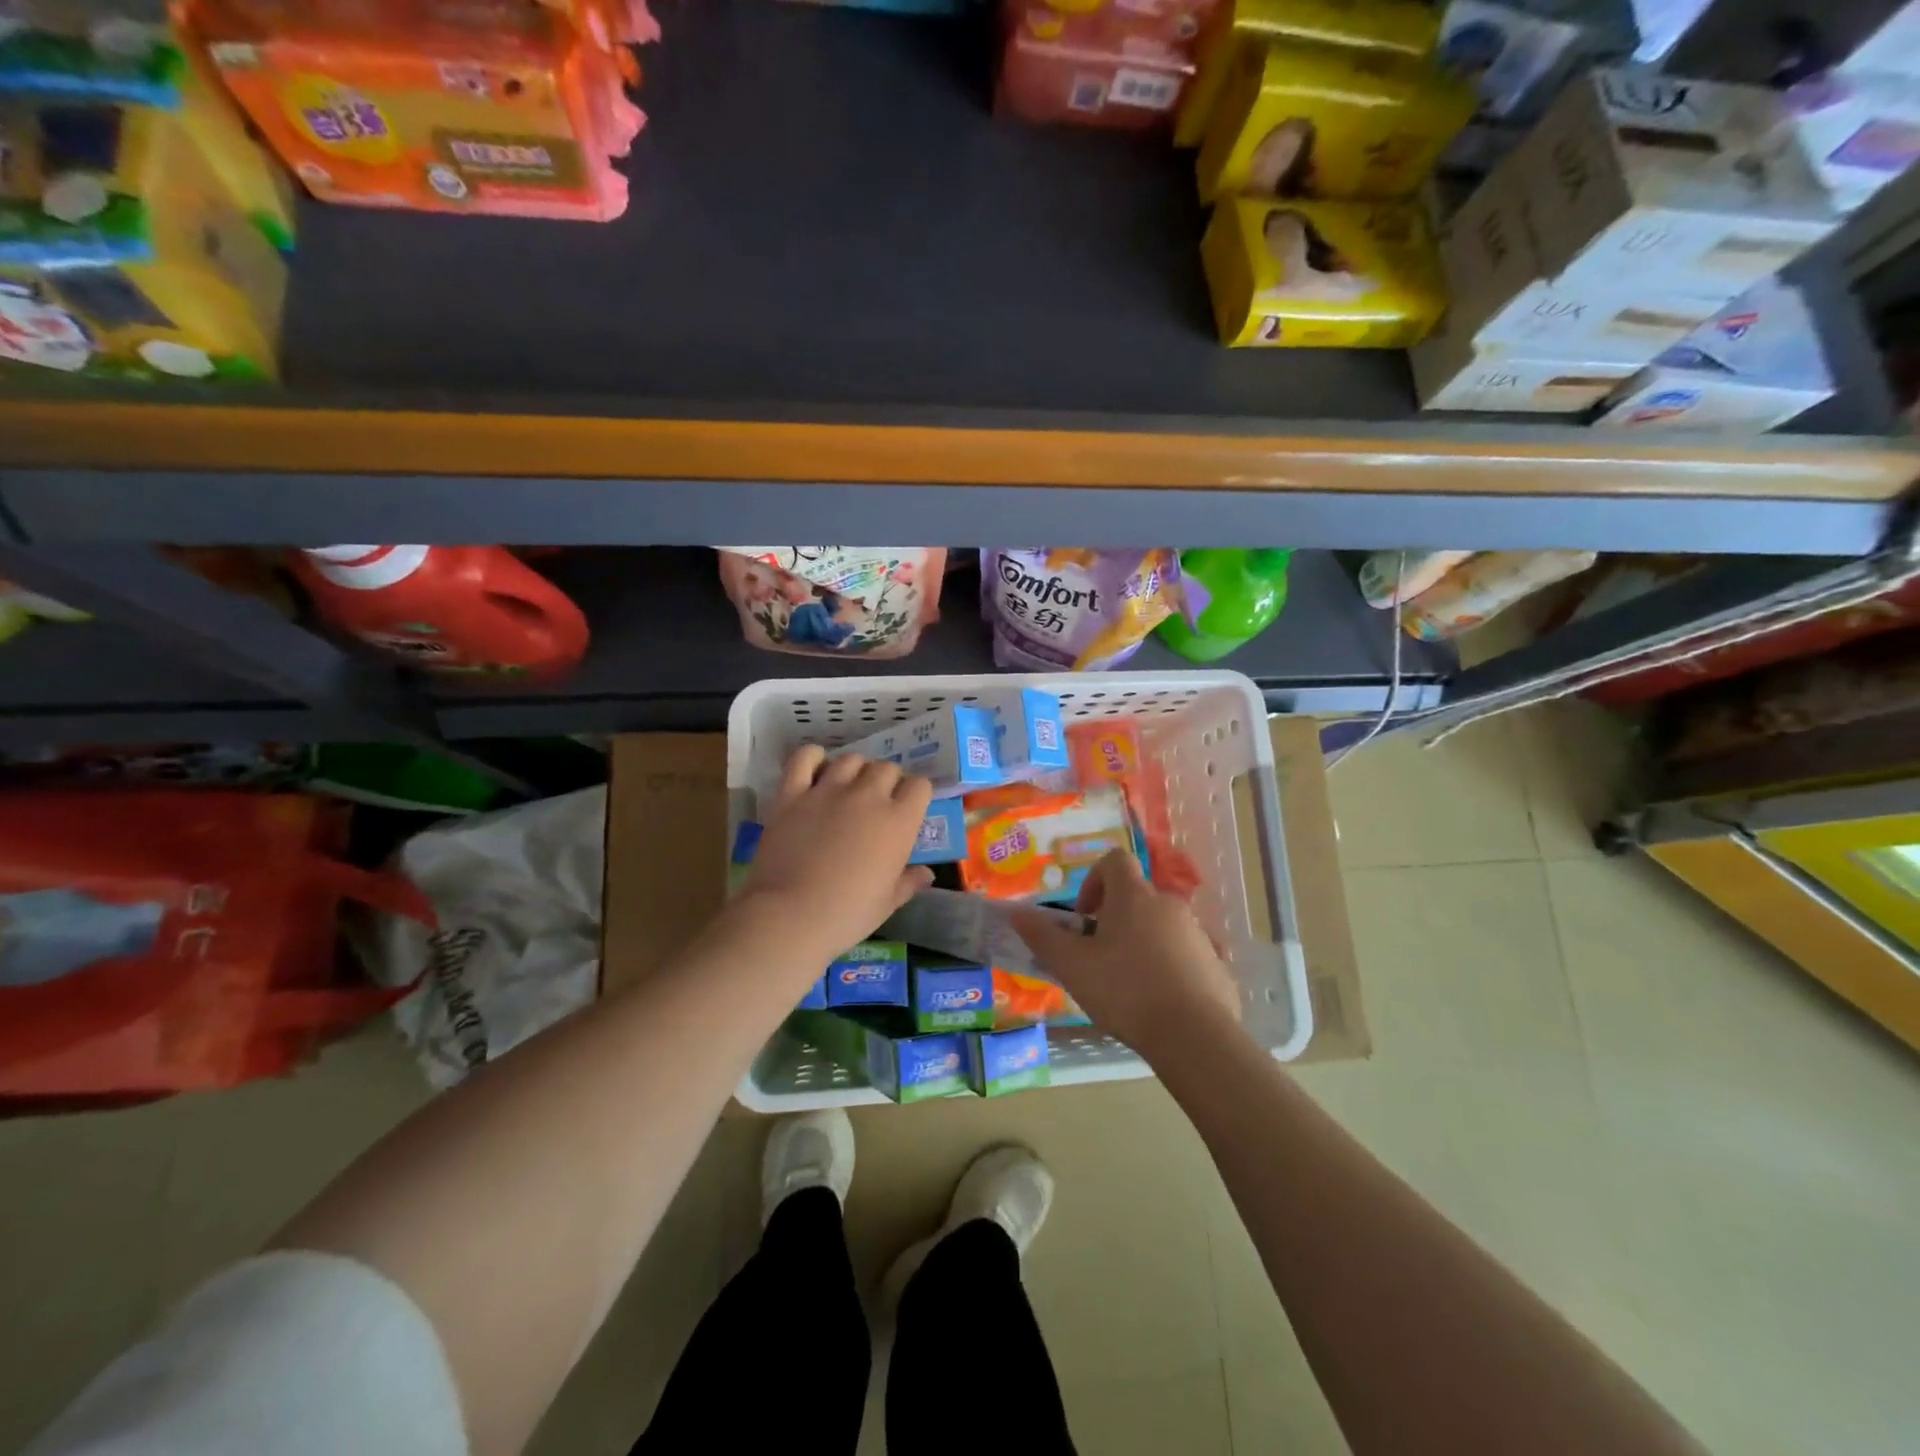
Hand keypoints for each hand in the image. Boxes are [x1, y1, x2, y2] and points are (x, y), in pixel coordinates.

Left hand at [735, 745, 934, 964]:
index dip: (915, 795)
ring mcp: (828, 790)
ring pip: (851, 759)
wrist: (790, 915)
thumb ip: (909, 882)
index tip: (908, 810)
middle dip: (887, 781)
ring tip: (849, 787)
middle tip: (877, 803)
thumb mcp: (887, 903)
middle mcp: (868, 796)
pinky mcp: (793, 794)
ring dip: (855, 770)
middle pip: (886, 768)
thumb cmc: (847, 915)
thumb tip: (927, 874)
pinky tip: (816, 769)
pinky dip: (812, 757)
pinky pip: (804, 758)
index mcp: (898, 821)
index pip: (920, 786)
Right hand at [1011, 849, 1239, 1055]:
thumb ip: (1042, 936)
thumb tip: (1014, 911)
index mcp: (1134, 897)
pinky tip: (1159, 1002)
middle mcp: (1170, 905)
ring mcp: (1198, 933)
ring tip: (1127, 986)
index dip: (1094, 880)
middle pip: (1137, 897)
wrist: (1195, 1037)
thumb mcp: (1072, 966)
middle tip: (1098, 958)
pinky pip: (1186, 955)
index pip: (1114, 861)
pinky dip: (1169, 967)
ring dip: (1141, 943)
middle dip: (1115, 920)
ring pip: (1161, 926)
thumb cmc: (1125, 991)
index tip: (1084, 917)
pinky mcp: (1217, 964)